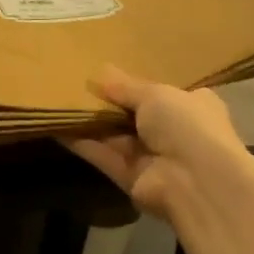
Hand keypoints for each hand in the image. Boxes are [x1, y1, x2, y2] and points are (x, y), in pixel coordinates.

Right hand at [67, 66, 247, 220]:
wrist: (196, 181)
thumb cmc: (186, 125)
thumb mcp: (155, 94)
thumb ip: (125, 86)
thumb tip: (100, 72)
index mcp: (193, 106)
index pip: (162, 93)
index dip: (136, 85)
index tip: (107, 74)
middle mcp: (175, 133)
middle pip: (135, 115)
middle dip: (108, 103)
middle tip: (74, 84)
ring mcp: (153, 159)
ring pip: (115, 136)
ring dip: (91, 122)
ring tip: (59, 102)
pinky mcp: (131, 179)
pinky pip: (103, 156)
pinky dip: (82, 143)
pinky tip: (56, 126)